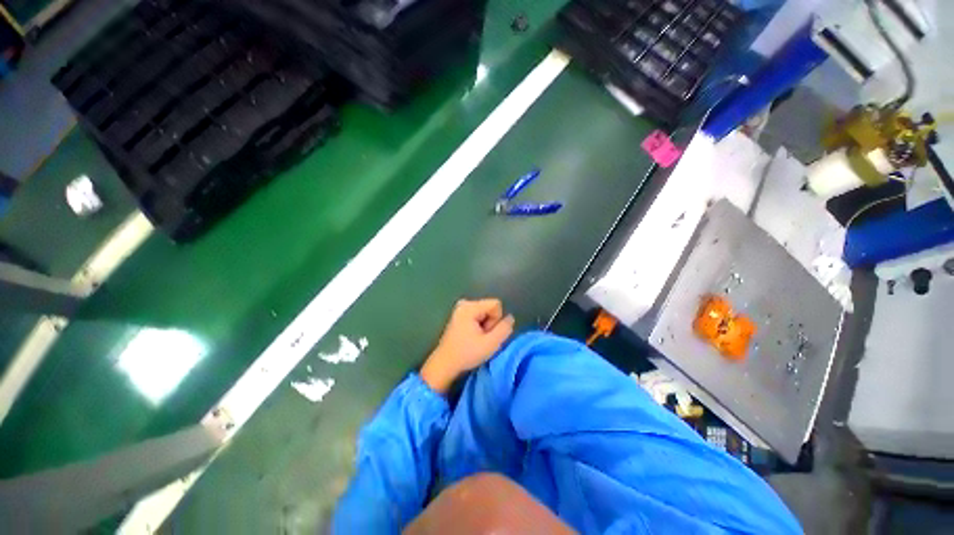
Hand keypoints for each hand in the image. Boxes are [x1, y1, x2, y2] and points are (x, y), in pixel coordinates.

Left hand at [420, 299, 514, 393]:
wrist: (444, 364)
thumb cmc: (467, 354)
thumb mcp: (491, 344)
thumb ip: (504, 329)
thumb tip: (510, 318)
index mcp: (469, 307)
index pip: (496, 305)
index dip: (496, 320)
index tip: (486, 334)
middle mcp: (464, 303)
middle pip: (490, 308)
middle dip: (490, 323)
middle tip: (481, 339)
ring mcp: (460, 309)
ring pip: (485, 313)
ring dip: (485, 326)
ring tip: (475, 339)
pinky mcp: (459, 315)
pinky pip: (477, 316)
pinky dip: (478, 326)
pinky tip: (471, 338)